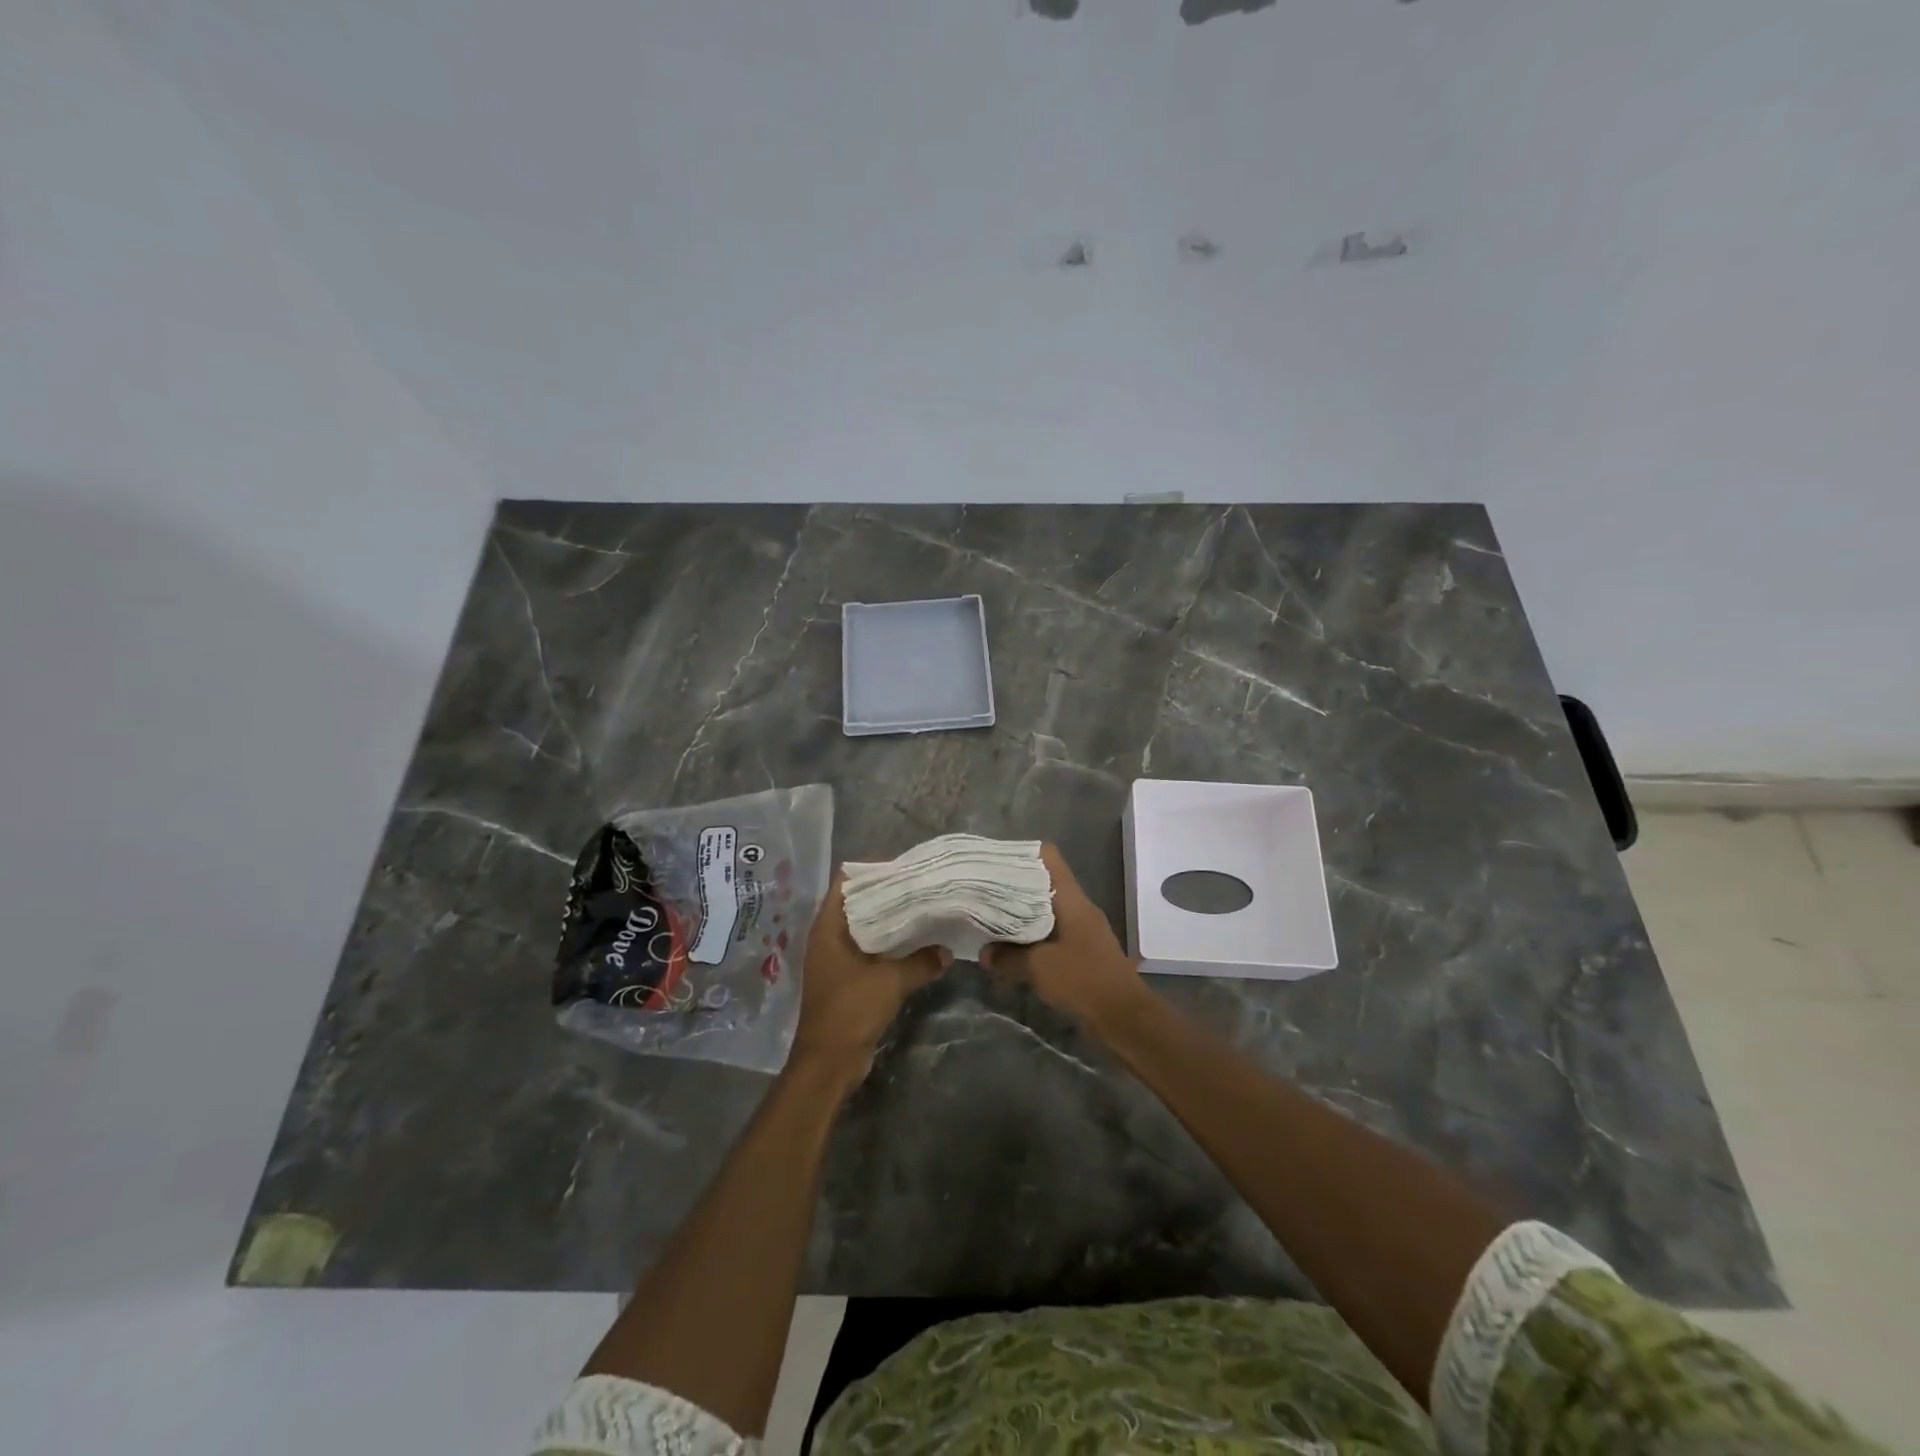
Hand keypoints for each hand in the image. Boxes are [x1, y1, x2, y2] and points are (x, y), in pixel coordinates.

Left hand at [791, 874, 949, 1082]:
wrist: (829, 1062)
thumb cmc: (851, 1010)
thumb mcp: (891, 981)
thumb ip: (921, 962)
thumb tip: (947, 950)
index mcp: (827, 928)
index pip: (846, 882)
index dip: (872, 871)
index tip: (903, 867)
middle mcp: (827, 938)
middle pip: (857, 903)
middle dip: (886, 895)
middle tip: (921, 886)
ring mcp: (835, 960)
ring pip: (864, 928)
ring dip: (889, 921)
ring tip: (923, 909)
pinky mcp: (846, 979)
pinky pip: (869, 951)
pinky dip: (888, 945)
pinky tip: (916, 944)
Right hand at [981, 843, 1149, 1031]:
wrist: (1124, 1017)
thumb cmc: (1083, 980)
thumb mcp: (1038, 967)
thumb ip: (1007, 957)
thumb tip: (984, 952)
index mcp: (1071, 898)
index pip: (1048, 857)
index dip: (1021, 854)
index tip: (994, 862)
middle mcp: (1078, 906)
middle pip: (1044, 882)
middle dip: (1015, 886)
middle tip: (984, 891)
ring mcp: (1083, 928)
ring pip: (1047, 908)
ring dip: (1022, 912)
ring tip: (992, 916)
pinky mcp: (1083, 949)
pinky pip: (1053, 930)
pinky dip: (1033, 933)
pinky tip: (1013, 945)